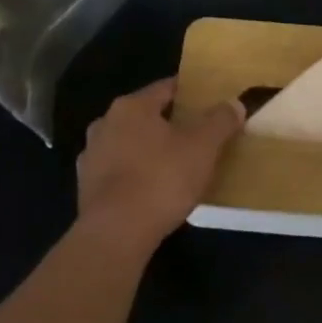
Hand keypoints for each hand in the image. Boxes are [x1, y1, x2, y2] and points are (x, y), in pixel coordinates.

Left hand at [76, 78, 243, 252]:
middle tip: (196, 135)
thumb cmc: (161, 179)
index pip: (166, 88)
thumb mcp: (203, 147)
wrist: (115, 234)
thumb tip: (235, 103)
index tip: (208, 102)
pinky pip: (119, 173)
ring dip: (149, 150)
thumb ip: (220, 120)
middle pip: (145, 116)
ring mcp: (91, 157)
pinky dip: (135, 176)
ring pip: (129, 144)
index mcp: (131, 106)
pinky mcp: (86, 188)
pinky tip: (152, 191)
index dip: (189, 93)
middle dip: (169, 124)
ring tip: (175, 165)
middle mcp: (105, 124)